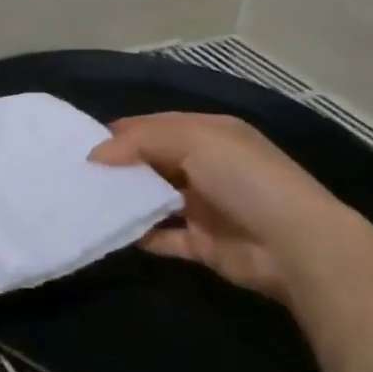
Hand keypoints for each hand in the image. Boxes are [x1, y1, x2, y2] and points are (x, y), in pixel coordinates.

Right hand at [90, 113, 364, 301]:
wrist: (295, 245)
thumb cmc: (243, 178)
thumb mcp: (193, 140)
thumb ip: (141, 141)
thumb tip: (95, 155)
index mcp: (210, 134)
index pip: (157, 126)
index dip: (122, 132)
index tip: (83, 143)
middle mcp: (207, 166)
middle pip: (153, 161)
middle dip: (119, 166)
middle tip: (78, 173)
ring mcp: (205, 206)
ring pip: (155, 198)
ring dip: (127, 199)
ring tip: (86, 201)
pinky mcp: (202, 243)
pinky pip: (162, 237)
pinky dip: (139, 235)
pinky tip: (111, 231)